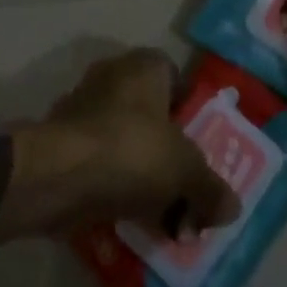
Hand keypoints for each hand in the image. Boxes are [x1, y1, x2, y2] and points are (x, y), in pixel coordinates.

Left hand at [0, 49, 240, 242]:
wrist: (54, 177)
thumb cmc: (130, 152)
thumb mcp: (185, 172)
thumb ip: (209, 189)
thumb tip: (232, 208)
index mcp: (146, 65)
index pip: (178, 81)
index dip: (192, 115)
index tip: (200, 150)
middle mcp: (114, 76)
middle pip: (152, 115)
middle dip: (168, 154)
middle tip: (183, 189)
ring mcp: (83, 107)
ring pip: (125, 141)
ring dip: (141, 176)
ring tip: (160, 218)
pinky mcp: (61, 141)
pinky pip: (99, 163)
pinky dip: (113, 187)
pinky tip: (127, 221)